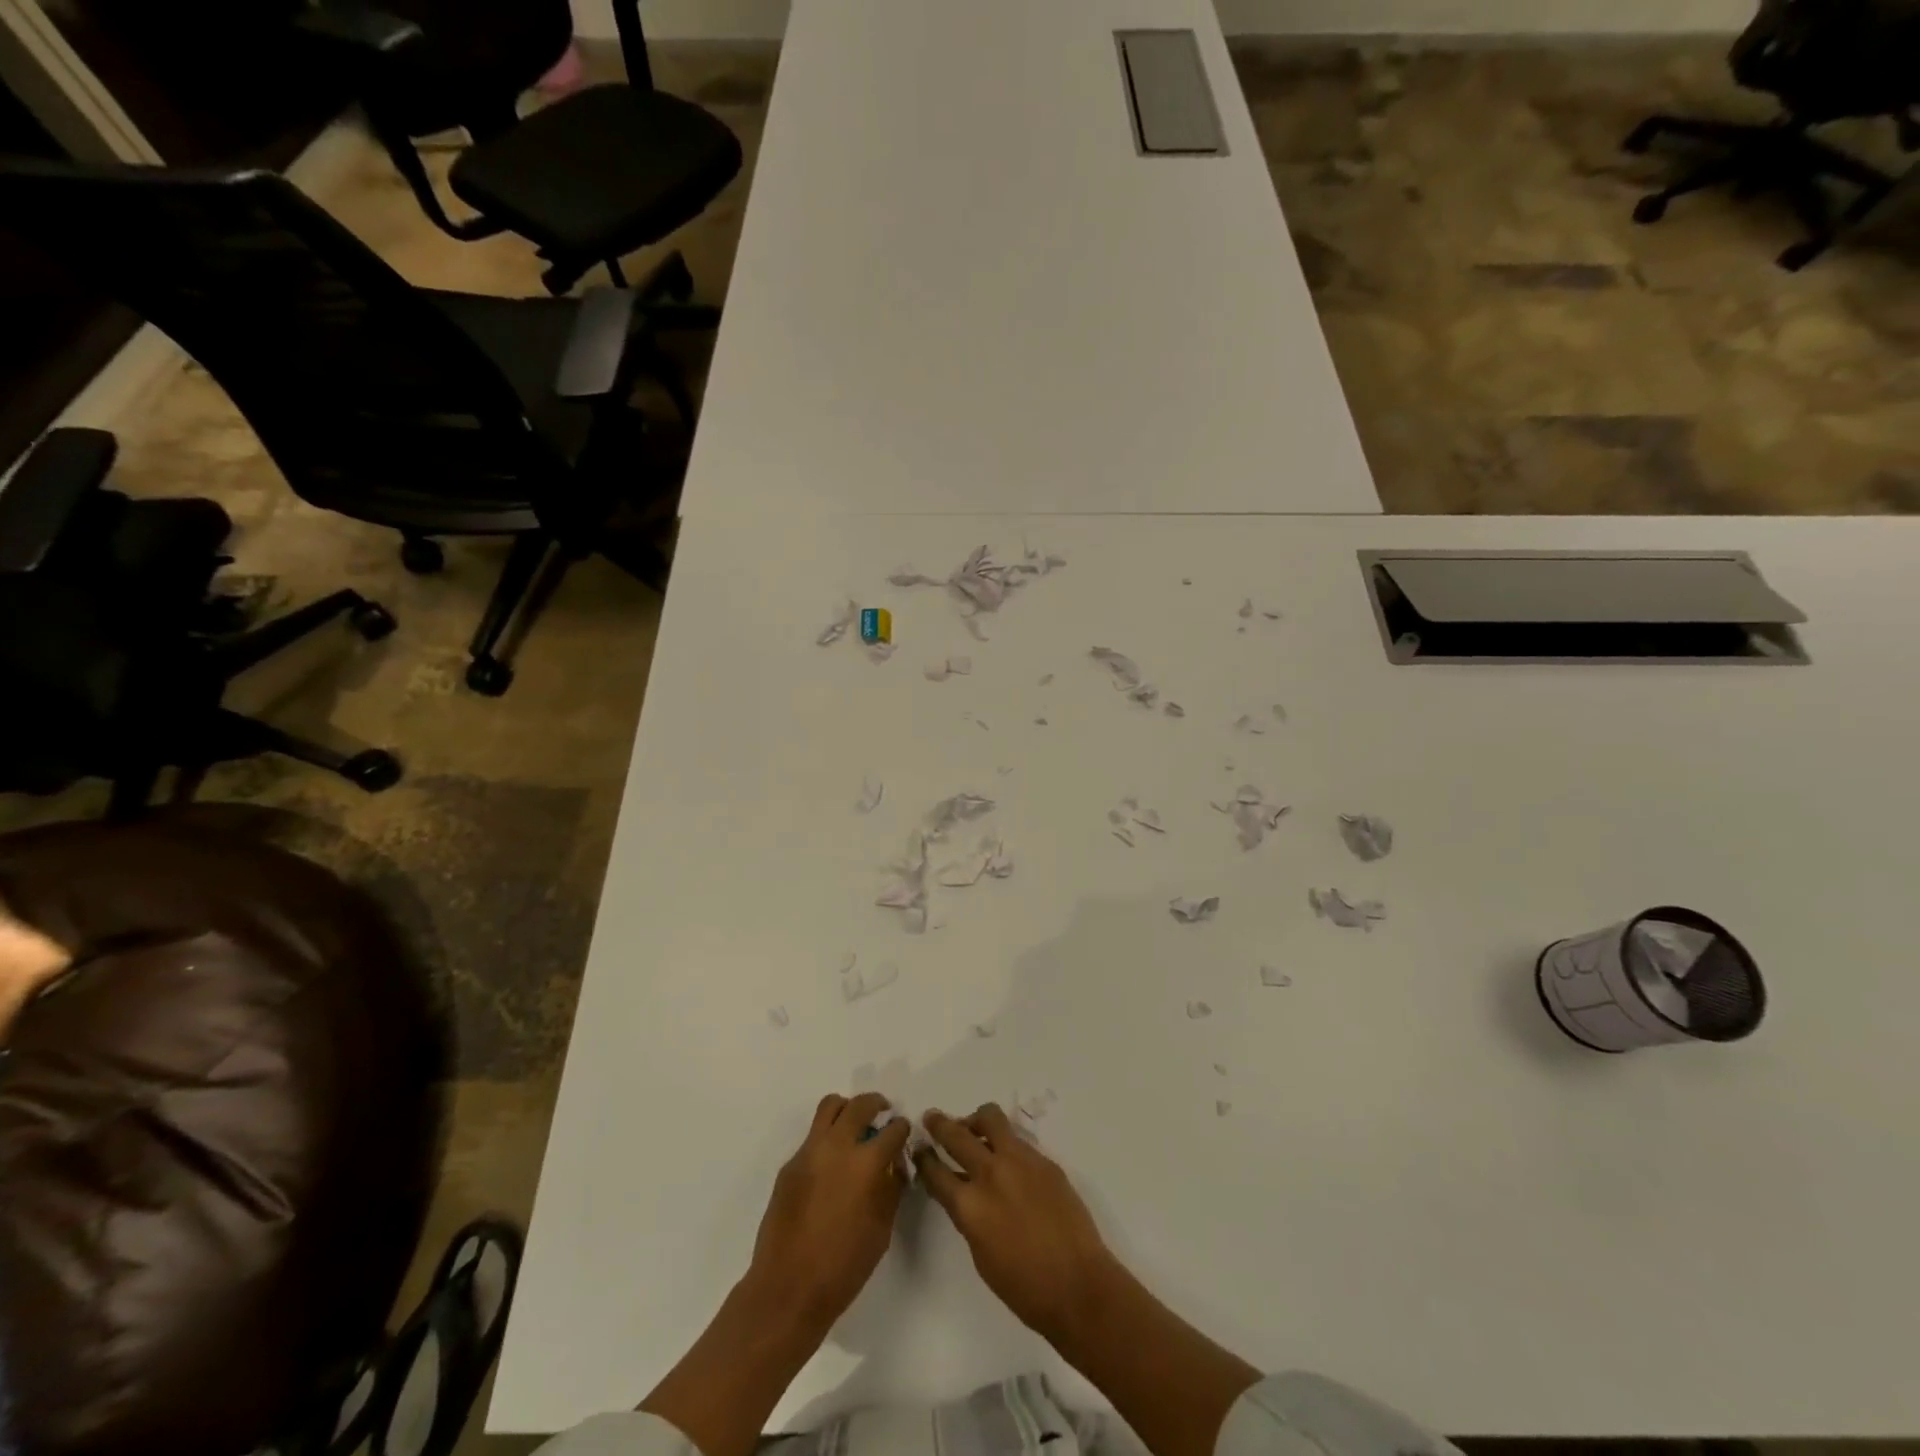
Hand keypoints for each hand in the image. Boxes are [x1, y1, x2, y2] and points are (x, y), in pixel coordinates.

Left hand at [747, 1092, 911, 1328]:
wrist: (788, 1289)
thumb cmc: (843, 1266)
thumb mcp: (882, 1228)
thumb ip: (891, 1188)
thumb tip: (894, 1164)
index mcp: (866, 1163)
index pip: (893, 1129)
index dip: (902, 1129)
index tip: (903, 1134)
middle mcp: (837, 1146)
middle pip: (860, 1105)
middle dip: (877, 1104)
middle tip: (883, 1115)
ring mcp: (809, 1151)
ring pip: (830, 1106)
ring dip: (848, 1109)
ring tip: (855, 1127)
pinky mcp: (790, 1164)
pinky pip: (813, 1136)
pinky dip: (827, 1137)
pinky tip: (831, 1164)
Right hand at [915, 1103, 1119, 1341]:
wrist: (1078, 1286)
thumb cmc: (1024, 1287)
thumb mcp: (981, 1254)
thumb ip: (968, 1216)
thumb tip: (964, 1194)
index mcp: (970, 1205)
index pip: (936, 1171)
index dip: (924, 1158)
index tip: (919, 1149)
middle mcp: (991, 1174)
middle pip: (957, 1134)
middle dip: (940, 1124)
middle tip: (932, 1119)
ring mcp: (1020, 1161)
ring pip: (990, 1118)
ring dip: (975, 1120)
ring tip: (972, 1129)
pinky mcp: (1044, 1160)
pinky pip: (1017, 1139)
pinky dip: (1005, 1142)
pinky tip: (1007, 1158)